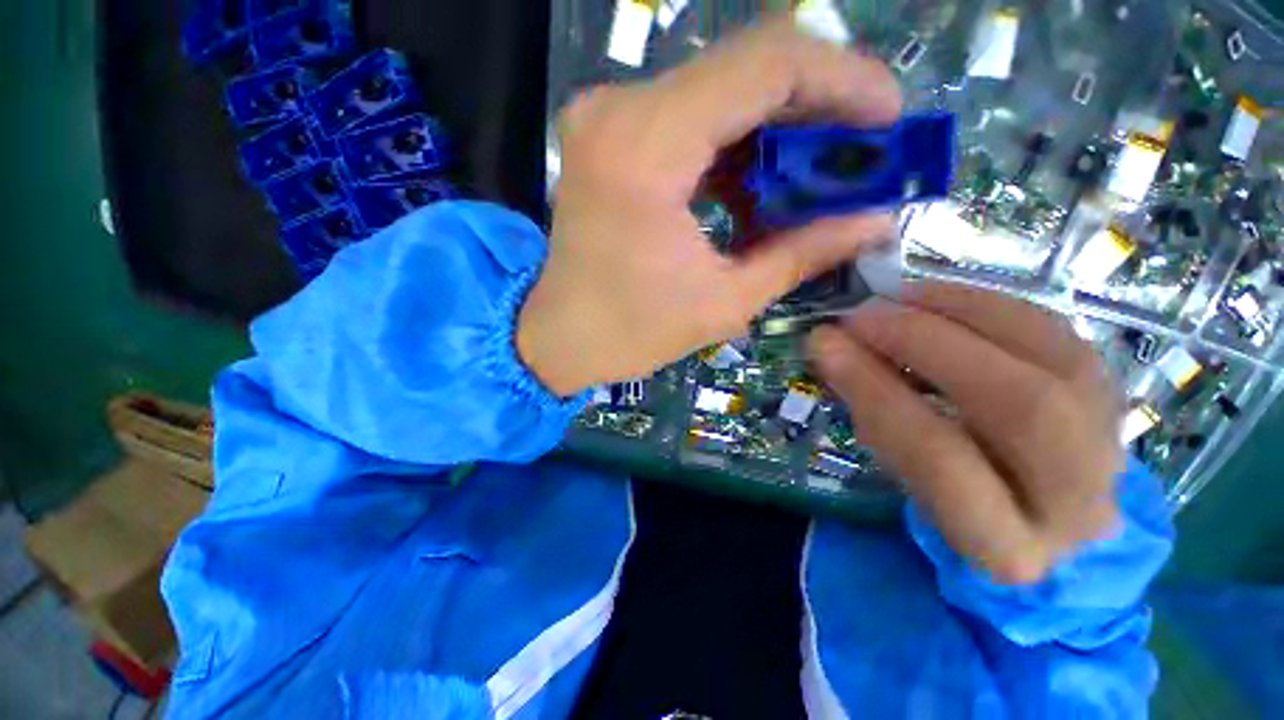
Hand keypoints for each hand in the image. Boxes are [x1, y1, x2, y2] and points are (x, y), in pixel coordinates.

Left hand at [517, 18, 901, 395]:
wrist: (559, 337)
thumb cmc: (631, 332)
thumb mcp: (724, 302)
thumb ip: (803, 252)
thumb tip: (876, 221)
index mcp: (646, 148)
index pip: (767, 64)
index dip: (842, 79)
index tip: (887, 118)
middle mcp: (620, 109)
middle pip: (745, 68)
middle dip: (815, 106)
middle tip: (861, 150)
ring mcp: (608, 116)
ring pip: (719, 91)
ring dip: (777, 129)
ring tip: (817, 175)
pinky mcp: (609, 135)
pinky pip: (690, 118)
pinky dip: (735, 146)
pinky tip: (759, 188)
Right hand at [810, 283, 1121, 583]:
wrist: (1041, 514)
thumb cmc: (952, 500)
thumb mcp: (901, 477)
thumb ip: (871, 415)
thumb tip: (830, 347)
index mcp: (1003, 545)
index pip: (940, 460)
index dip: (877, 391)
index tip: (826, 345)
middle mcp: (1075, 502)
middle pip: (1019, 407)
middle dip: (928, 344)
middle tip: (863, 316)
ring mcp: (1110, 444)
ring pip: (1054, 359)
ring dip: (964, 313)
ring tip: (898, 298)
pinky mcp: (1112, 395)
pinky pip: (1059, 334)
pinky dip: (993, 306)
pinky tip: (940, 297)